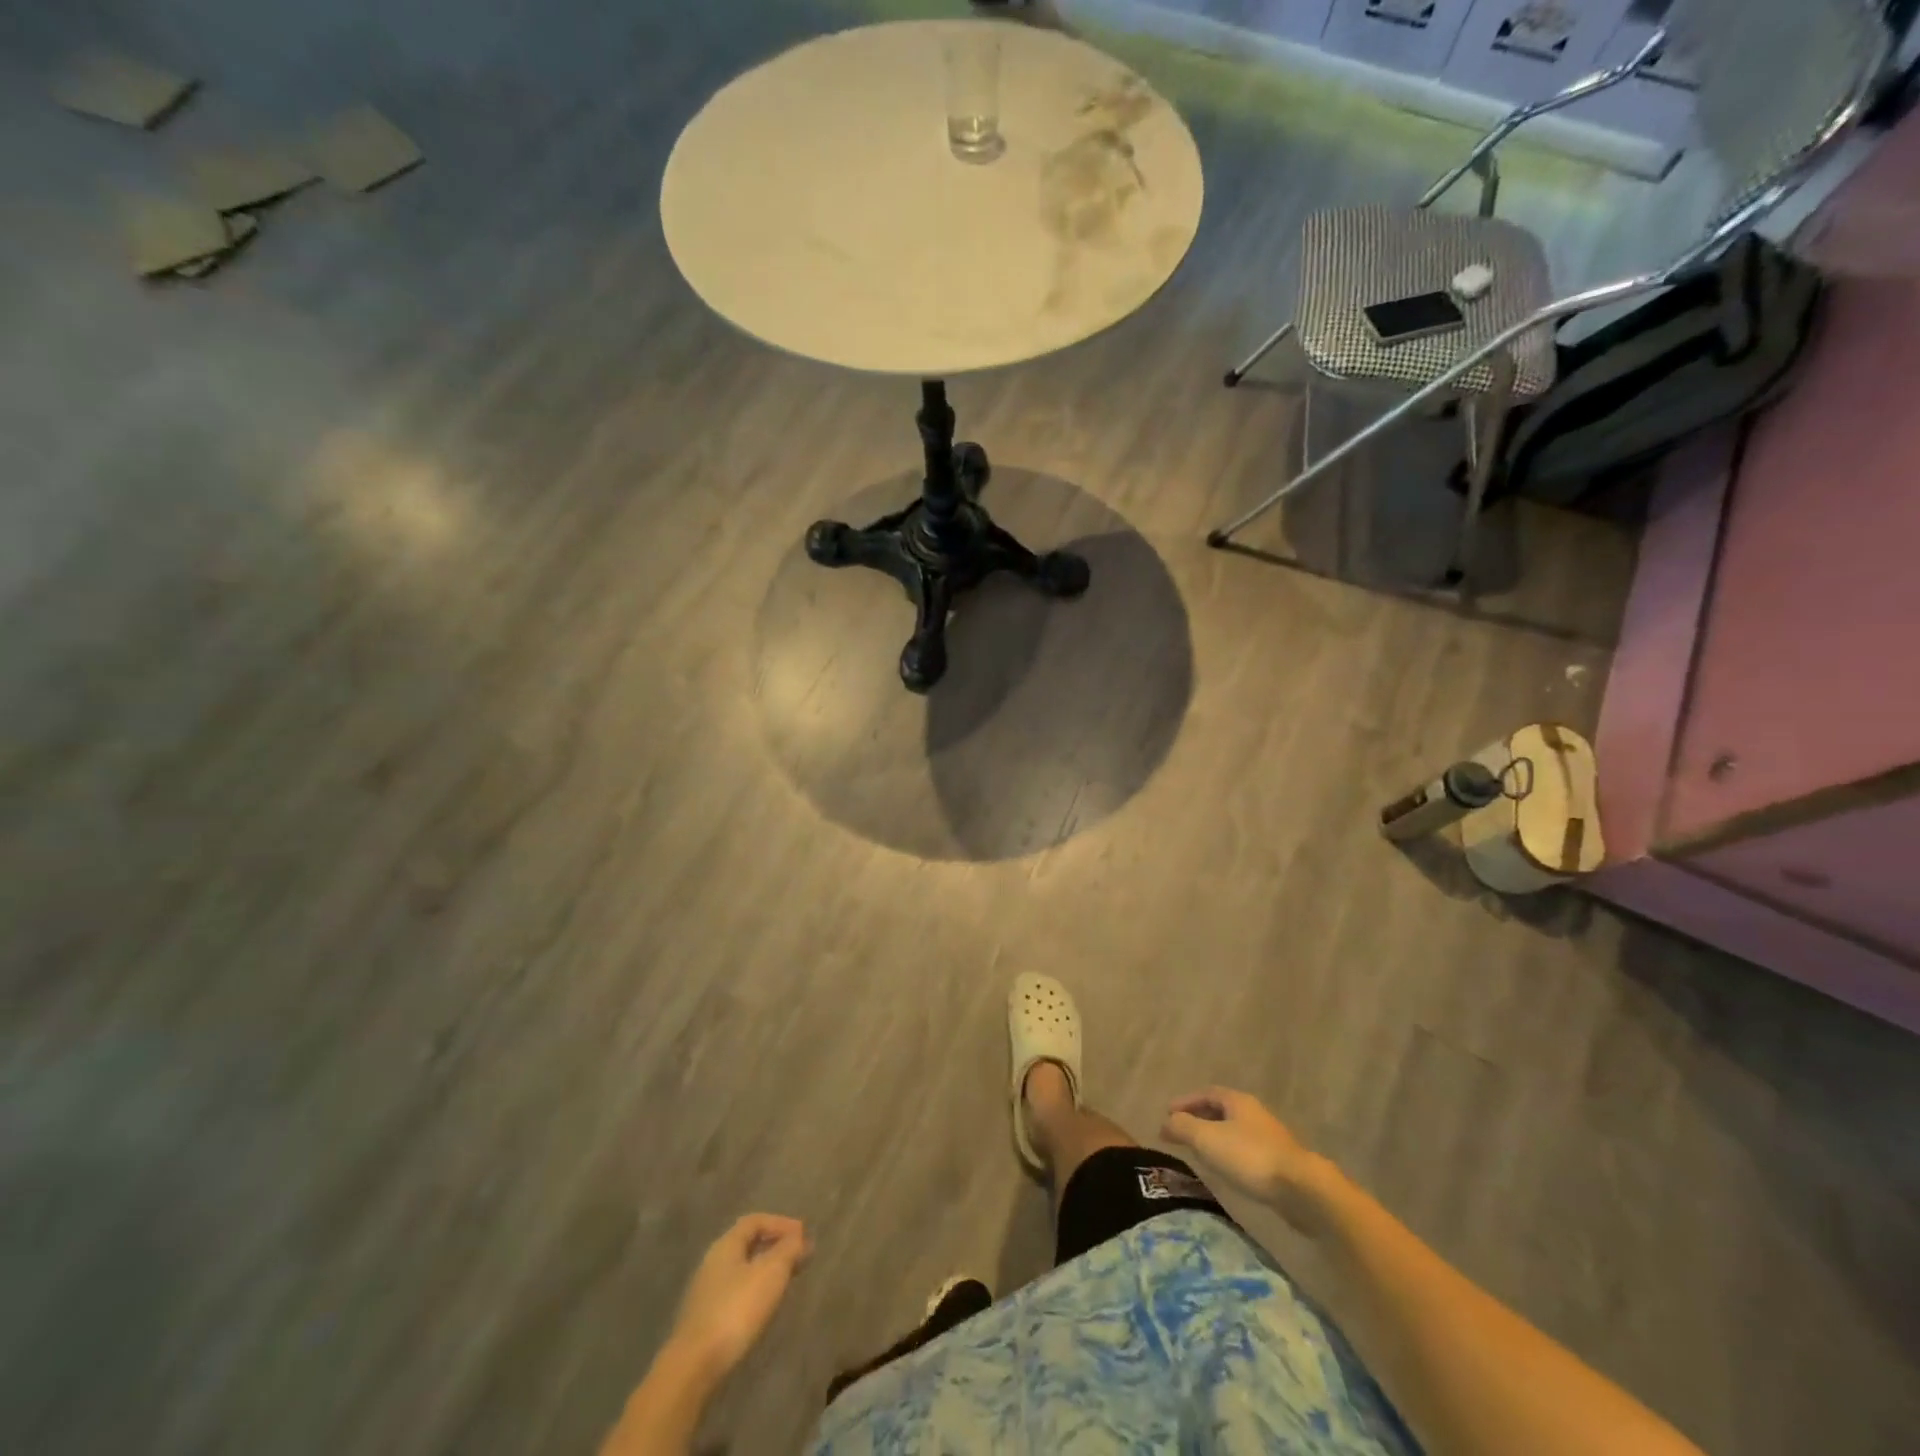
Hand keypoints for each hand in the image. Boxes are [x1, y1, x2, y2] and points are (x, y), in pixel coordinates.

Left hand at [665, 1213, 811, 1382]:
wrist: (693, 1368)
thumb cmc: (736, 1310)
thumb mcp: (771, 1272)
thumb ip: (789, 1250)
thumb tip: (800, 1238)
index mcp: (726, 1245)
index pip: (755, 1221)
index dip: (780, 1223)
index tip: (803, 1235)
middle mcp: (712, 1263)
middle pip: (748, 1245)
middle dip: (775, 1247)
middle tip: (799, 1258)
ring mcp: (705, 1294)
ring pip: (742, 1271)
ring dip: (766, 1271)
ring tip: (787, 1282)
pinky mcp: (704, 1322)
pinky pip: (735, 1294)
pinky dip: (755, 1292)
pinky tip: (765, 1308)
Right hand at [1162, 1087, 1325, 1229]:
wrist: (1301, 1189)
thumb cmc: (1249, 1157)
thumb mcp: (1207, 1139)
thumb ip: (1183, 1127)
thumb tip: (1167, 1122)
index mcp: (1237, 1101)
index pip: (1205, 1093)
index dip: (1185, 1101)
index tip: (1167, 1114)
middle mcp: (1253, 1113)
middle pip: (1220, 1110)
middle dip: (1198, 1118)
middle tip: (1180, 1132)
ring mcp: (1269, 1138)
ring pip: (1233, 1131)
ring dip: (1213, 1137)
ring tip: (1198, 1152)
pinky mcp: (1278, 1162)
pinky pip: (1245, 1150)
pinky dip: (1228, 1154)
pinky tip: (1224, 1170)